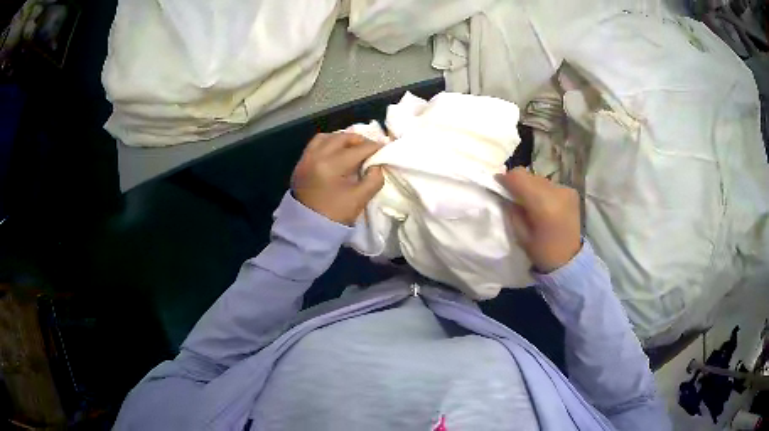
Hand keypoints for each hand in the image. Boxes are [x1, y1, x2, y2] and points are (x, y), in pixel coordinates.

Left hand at [291, 133, 383, 225]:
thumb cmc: (334, 215)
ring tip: (352, 147)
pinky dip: (328, 142)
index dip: (374, 147)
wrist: (307, 229)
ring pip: (326, 137)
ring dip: (342, 139)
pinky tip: (336, 151)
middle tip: (370, 147)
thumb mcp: (359, 199)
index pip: (358, 149)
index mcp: (332, 165)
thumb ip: (373, 180)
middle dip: (359, 140)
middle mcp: (317, 156)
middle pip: (342, 138)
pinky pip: (315, 144)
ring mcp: (306, 158)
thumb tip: (376, 166)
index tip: (385, 147)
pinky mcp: (301, 163)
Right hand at [497, 167, 581, 272]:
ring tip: (529, 203)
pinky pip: (549, 184)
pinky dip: (542, 190)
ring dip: (530, 186)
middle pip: (529, 175)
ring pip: (538, 178)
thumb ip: (511, 210)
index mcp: (543, 204)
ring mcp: (566, 190)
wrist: (570, 260)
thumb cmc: (542, 252)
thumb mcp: (521, 235)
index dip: (505, 178)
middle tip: (512, 197)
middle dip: (517, 183)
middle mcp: (556, 191)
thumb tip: (503, 194)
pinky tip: (543, 204)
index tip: (497, 185)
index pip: (519, 177)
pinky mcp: (571, 191)